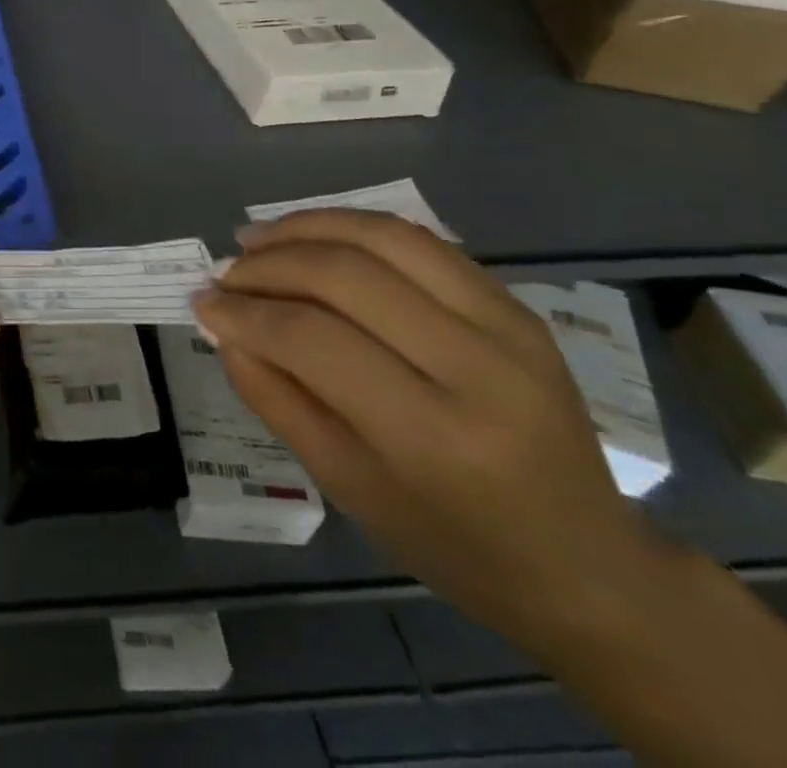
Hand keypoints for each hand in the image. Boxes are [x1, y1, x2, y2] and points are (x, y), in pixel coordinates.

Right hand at [194, 209, 663, 654]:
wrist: (584, 560)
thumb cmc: (450, 540)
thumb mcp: (344, 484)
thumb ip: (274, 396)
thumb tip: (221, 326)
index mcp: (434, 436)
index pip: (313, 340)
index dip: (245, 313)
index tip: (203, 302)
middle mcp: (478, 368)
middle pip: (345, 276)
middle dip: (268, 264)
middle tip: (227, 272)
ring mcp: (507, 326)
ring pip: (383, 237)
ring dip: (306, 227)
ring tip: (258, 238)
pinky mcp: (515, 304)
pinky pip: (418, 241)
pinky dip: (352, 227)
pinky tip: (314, 237)